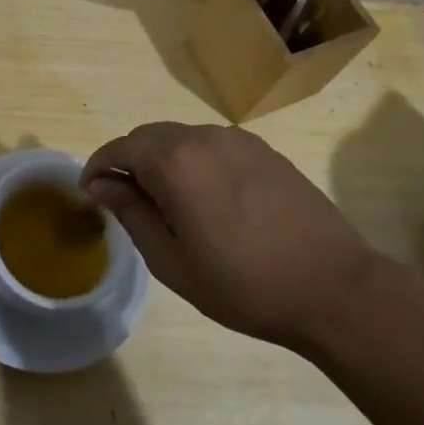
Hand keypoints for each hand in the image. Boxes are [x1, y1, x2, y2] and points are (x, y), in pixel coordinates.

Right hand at [81, 122, 376, 348]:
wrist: (333, 288)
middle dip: (129, 161)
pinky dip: (195, 162)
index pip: (120, 147)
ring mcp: (239, 140)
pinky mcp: (265, 151)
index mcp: (175, 162)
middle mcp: (204, 137)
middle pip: (149, 136)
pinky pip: (213, 145)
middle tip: (127, 202)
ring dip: (163, 161)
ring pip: (182, 138)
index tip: (90, 193)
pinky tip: (209, 199)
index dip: (98, 166)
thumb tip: (101, 183)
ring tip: (169, 204)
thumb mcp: (173, 261)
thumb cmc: (244, 284)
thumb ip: (131, 213)